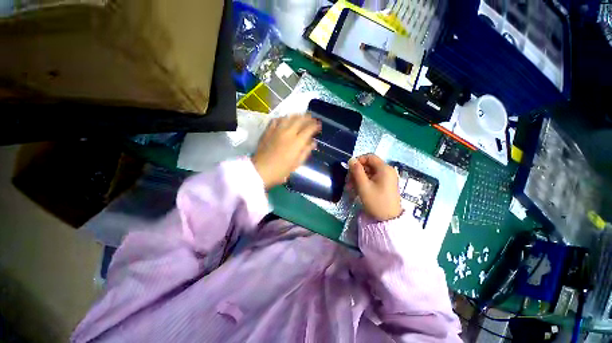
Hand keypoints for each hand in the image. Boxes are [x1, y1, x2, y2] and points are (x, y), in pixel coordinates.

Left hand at [252, 114, 320, 189]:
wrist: (261, 170)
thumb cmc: (281, 170)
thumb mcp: (297, 164)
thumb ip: (306, 151)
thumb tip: (313, 142)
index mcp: (297, 142)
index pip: (309, 129)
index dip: (315, 125)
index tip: (319, 125)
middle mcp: (288, 133)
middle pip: (300, 120)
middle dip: (308, 117)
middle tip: (312, 118)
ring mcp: (277, 130)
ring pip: (289, 117)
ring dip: (297, 116)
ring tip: (300, 116)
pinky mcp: (268, 130)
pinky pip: (276, 120)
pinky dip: (283, 118)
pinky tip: (285, 120)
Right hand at [348, 154, 402, 221]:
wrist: (388, 220)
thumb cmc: (376, 201)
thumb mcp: (363, 186)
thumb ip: (356, 171)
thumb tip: (351, 159)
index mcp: (384, 169)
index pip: (369, 157)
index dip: (358, 160)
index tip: (349, 169)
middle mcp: (387, 171)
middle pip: (368, 165)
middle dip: (356, 172)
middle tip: (347, 181)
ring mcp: (387, 178)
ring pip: (369, 173)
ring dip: (358, 179)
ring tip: (349, 188)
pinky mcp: (385, 185)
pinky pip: (372, 180)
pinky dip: (363, 183)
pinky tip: (356, 190)